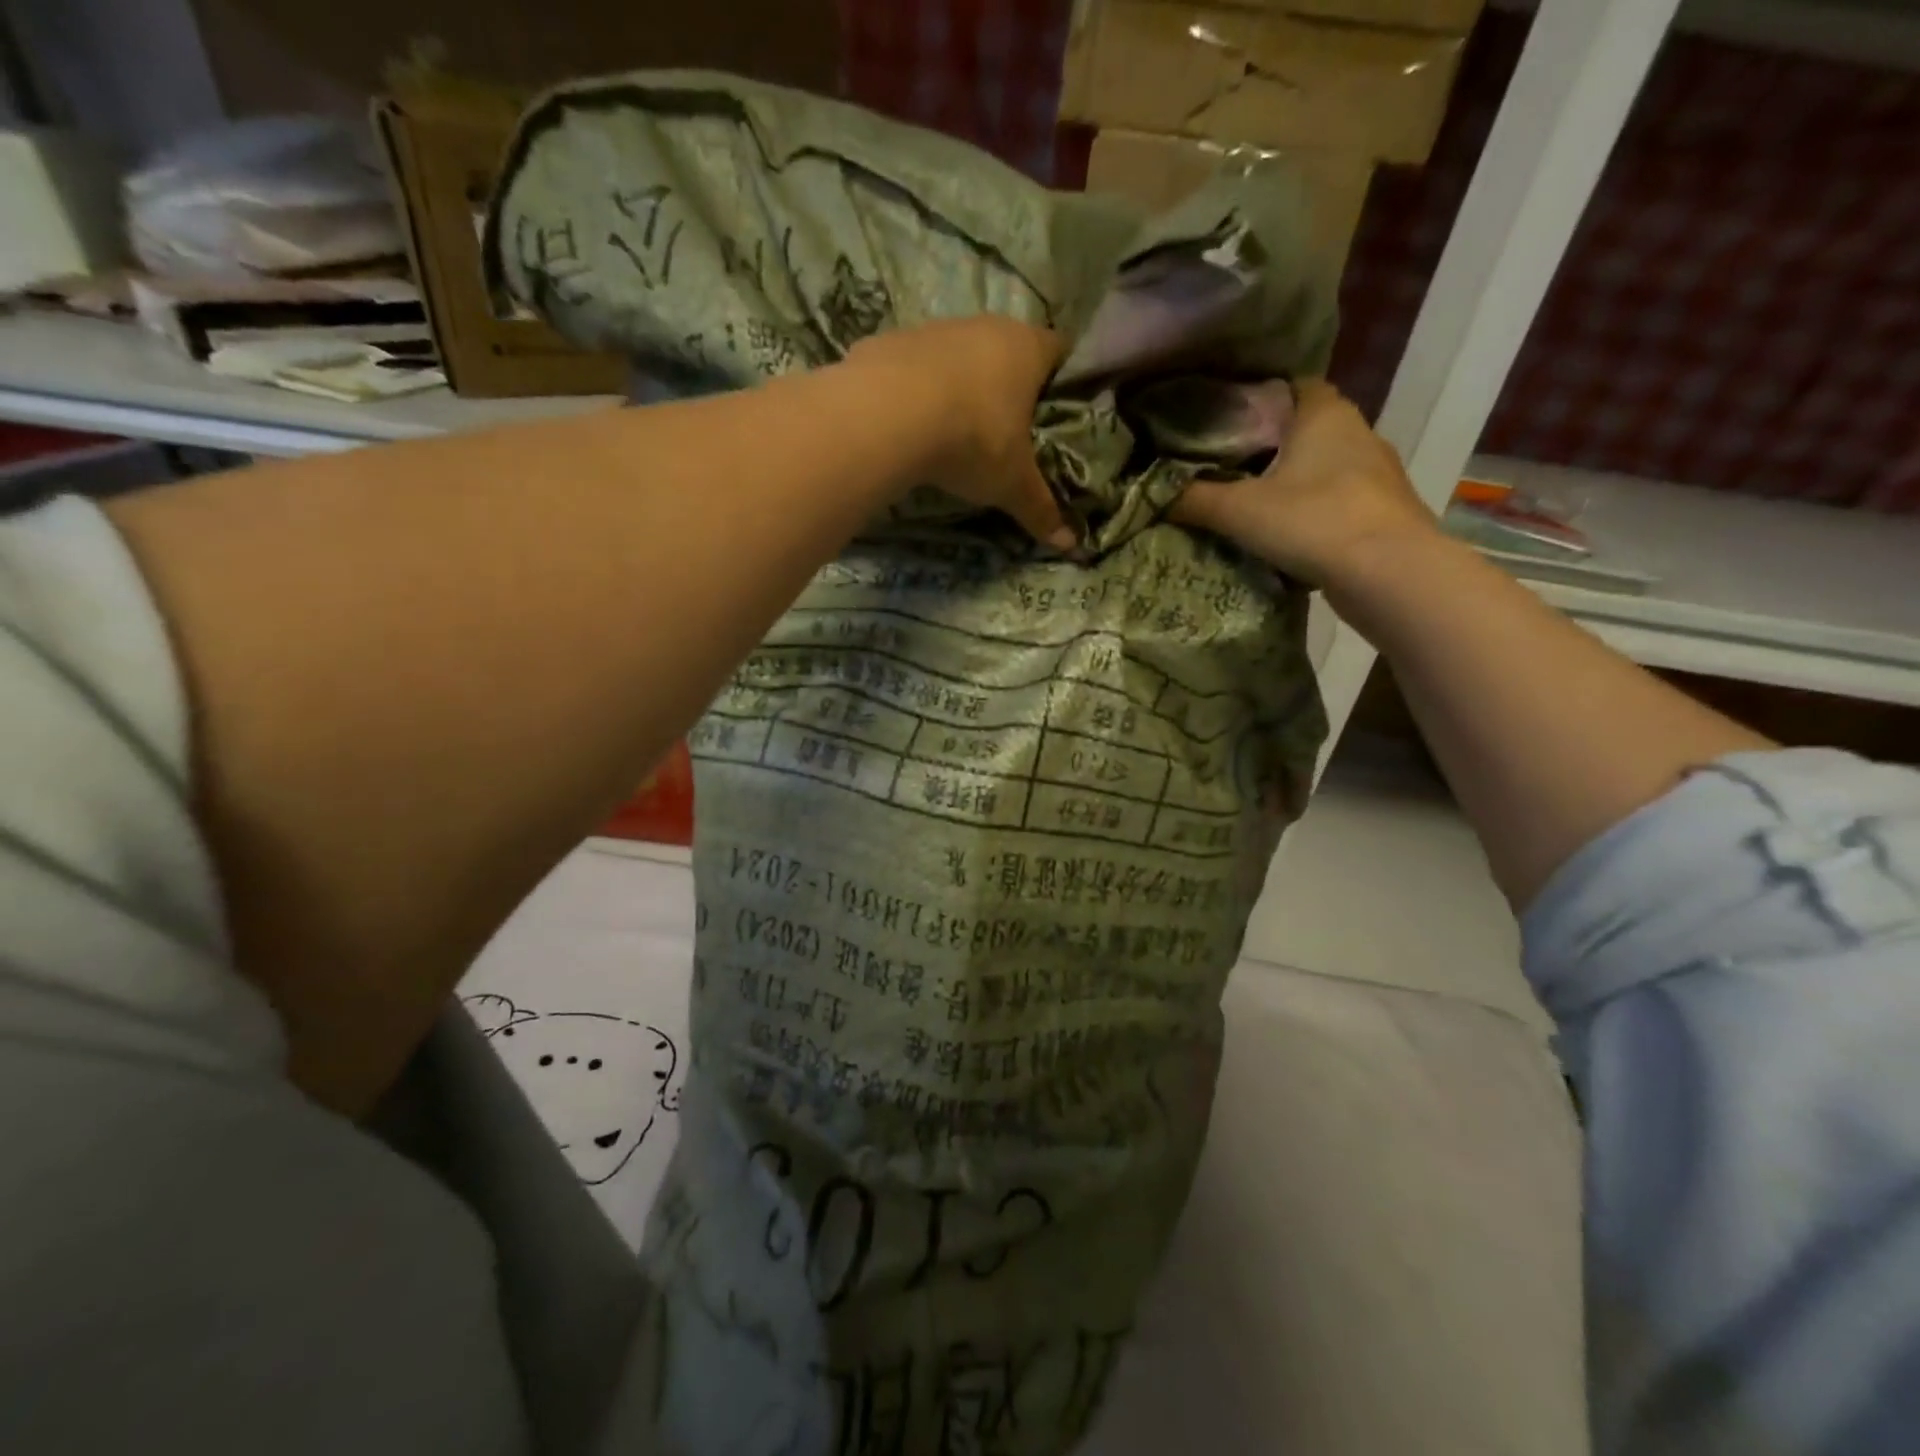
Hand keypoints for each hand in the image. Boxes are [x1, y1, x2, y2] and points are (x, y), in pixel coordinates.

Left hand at [848, 317, 1073, 549]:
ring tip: (953, 429)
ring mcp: (933, 329)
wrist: (886, 416)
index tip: (1055, 408)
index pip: (1059, 350)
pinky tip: (908, 423)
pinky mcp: (889, 341)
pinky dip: (915, 390)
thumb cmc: (972, 441)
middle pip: (1005, 349)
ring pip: (957, 354)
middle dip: (1007, 384)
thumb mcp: (1011, 484)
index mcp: (1026, 348)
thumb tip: (1070, 544)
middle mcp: (984, 326)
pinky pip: (911, 366)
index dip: (1060, 378)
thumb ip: (1040, 509)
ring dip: (958, 385)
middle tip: (1005, 428)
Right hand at [1172, 380, 1438, 586]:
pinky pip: (1335, 499)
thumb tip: (1151, 493)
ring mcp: (1376, 472)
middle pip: (1303, 428)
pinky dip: (1311, 510)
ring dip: (1291, 481)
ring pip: (1322, 465)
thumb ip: (1193, 499)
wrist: (1389, 573)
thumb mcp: (1238, 510)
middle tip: (1225, 467)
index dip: (1256, 399)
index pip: (1289, 386)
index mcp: (1324, 412)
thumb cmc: (1312, 520)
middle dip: (1268, 445)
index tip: (1223, 422)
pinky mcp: (1381, 509)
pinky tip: (1286, 532)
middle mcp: (1357, 430)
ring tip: (1250, 502)